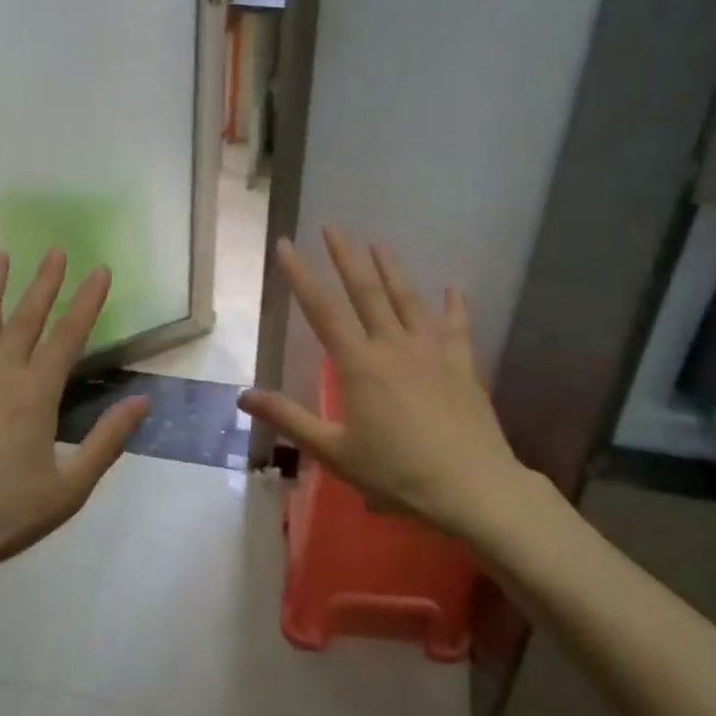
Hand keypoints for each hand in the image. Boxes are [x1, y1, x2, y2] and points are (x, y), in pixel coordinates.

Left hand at [0, 249, 150, 577]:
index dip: (87, 301)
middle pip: (26, 319)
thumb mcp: (69, 487)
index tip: (100, 269)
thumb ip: (107, 441)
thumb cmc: (4, 516)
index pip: (69, 336)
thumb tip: (143, 402)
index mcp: (36, 394)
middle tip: (55, 249)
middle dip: (45, 283)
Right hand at [238, 229, 532, 547]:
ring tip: (379, 244)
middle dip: (346, 257)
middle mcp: (394, 347)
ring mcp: (432, 352)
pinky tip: (453, 289)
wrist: (472, 488)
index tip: (285, 244)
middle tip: (333, 227)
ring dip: (392, 270)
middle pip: (367, 292)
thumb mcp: (334, 452)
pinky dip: (455, 306)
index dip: (301, 276)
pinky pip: (457, 327)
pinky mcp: (462, 366)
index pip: (323, 310)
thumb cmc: (397, 473)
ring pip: (408, 300)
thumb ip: (289, 419)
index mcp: (359, 365)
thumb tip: (243, 396)